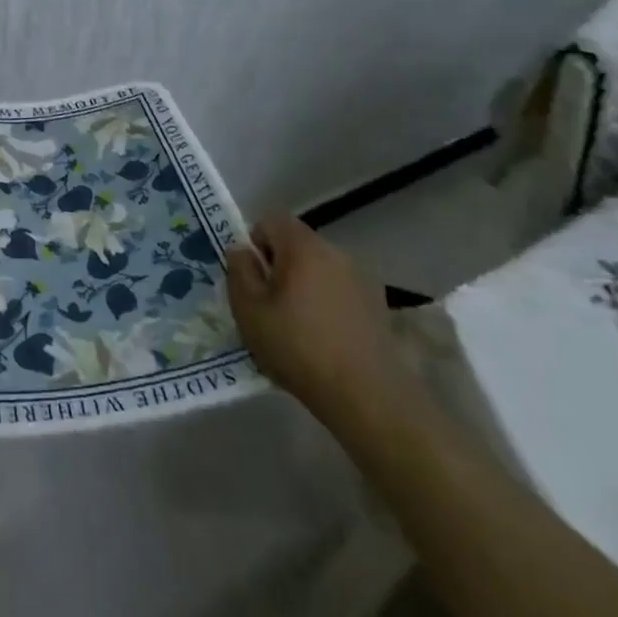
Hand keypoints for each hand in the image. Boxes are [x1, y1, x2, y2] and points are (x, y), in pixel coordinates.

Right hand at [227, 214, 406, 428]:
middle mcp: (335, 252)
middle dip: (279, 265)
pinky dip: (327, 302)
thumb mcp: (249, 310)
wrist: (367, 396)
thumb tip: (241, 250)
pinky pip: (340, 289)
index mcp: (303, 246)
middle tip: (269, 303)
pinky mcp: (378, 305)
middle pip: (297, 243)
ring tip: (297, 324)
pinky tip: (325, 337)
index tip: (253, 277)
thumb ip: (239, 271)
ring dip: (304, 284)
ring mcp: (361, 278)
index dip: (255, 242)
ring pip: (319, 267)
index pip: (271, 220)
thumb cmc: (298, 347)